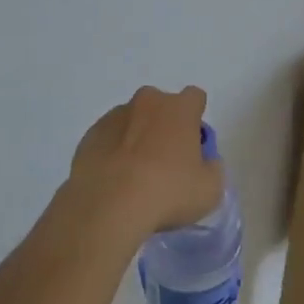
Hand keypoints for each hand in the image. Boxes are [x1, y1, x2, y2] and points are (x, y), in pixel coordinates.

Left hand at [67, 85, 223, 236]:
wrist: (108, 205)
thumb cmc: (167, 192)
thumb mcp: (209, 190)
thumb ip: (212, 169)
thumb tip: (205, 162)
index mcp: (180, 108)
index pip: (195, 98)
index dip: (196, 118)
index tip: (194, 144)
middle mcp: (148, 102)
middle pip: (162, 106)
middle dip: (165, 125)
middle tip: (166, 161)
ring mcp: (115, 116)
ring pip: (133, 120)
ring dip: (137, 137)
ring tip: (135, 175)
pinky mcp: (90, 134)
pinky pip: (109, 137)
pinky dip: (113, 151)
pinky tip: (114, 179)